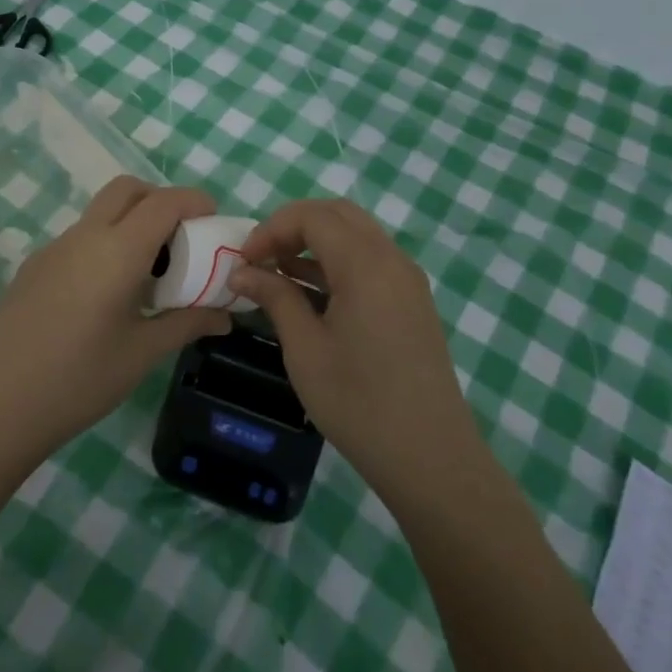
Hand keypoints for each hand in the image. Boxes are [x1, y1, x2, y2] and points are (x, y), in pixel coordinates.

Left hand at [0, 177, 230, 464]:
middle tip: (180, 239)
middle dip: (160, 200)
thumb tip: (225, 315)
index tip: (214, 220)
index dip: (194, 201)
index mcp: (117, 250)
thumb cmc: (80, 380)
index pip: (164, 202)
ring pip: (100, 213)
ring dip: (130, 223)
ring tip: (147, 274)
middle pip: (127, 190)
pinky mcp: (33, 267)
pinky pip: (78, 239)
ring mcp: (53, 249)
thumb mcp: (143, 353)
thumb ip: (188, 324)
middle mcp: (84, 236)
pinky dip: (104, 245)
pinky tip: (104, 296)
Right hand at [231, 199, 477, 500]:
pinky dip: (337, 262)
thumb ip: (275, 297)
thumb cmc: (358, 403)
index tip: (244, 260)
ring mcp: (407, 280)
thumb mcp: (305, 348)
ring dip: (315, 243)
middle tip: (262, 258)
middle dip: (294, 226)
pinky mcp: (412, 301)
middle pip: (338, 214)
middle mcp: (392, 259)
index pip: (313, 216)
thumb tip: (242, 271)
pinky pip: (371, 261)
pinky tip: (311, 294)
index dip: (272, 228)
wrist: (430, 456)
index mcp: (366, 264)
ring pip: (356, 235)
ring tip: (278, 274)